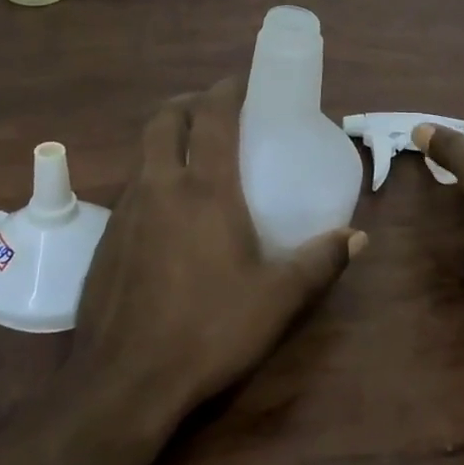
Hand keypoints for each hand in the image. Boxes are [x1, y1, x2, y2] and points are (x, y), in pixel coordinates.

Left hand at [73, 78, 365, 421]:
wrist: (124, 382)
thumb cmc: (209, 330)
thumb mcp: (277, 299)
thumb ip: (320, 262)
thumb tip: (357, 237)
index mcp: (204, 190)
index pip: (212, 117)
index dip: (227, 90)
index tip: (243, 82)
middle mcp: (159, 187)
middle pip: (164, 120)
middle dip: (188, 104)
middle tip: (214, 113)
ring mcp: (126, 212)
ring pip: (143, 154)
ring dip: (167, 141)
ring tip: (196, 160)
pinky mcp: (106, 240)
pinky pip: (132, 190)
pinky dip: (152, 179)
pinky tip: (170, 216)